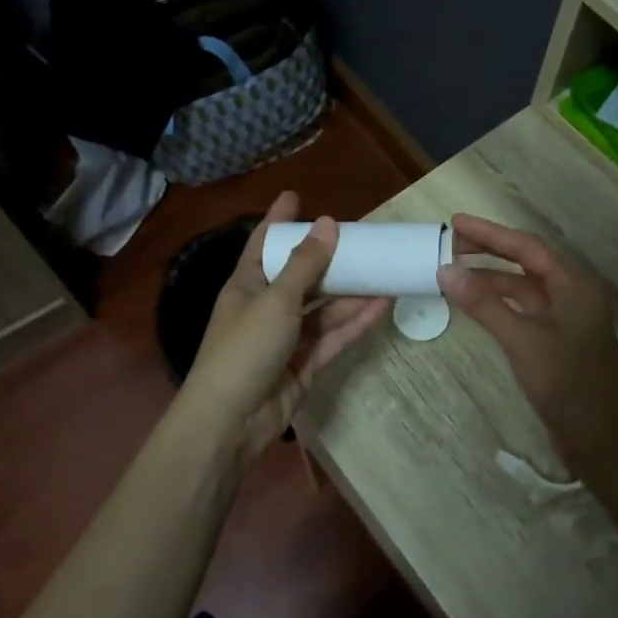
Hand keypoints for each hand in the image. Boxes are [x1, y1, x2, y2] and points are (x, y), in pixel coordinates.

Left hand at [182, 194, 389, 467]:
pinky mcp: (305, 364)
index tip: (295, 196)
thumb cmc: (244, 348)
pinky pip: (333, 336)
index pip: (264, 243)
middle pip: (301, 275)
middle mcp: (266, 306)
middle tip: (360, 238)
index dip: (279, 220)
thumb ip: (305, 264)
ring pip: (323, 308)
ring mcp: (287, 337)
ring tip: (385, 271)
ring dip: (351, 292)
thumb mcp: (275, 299)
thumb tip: (327, 223)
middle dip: (329, 258)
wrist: (232, 421)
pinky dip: (355, 322)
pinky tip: (381, 305)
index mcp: (247, 285)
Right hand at [438, 214, 617, 477]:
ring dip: (490, 279)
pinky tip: (474, 304)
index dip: (490, 233)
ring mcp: (565, 319)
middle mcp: (572, 294)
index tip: (455, 222)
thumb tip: (446, 271)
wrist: (602, 441)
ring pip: (523, 288)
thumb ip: (485, 304)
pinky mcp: (556, 341)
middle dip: (488, 252)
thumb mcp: (522, 341)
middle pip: (526, 262)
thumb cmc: (568, 385)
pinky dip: (498, 304)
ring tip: (452, 273)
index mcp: (575, 285)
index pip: (527, 247)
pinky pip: (523, 310)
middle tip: (448, 243)